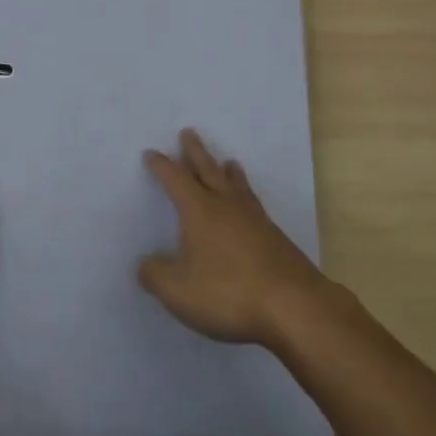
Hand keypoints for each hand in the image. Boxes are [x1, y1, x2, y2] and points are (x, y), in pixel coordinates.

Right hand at [138, 128, 334, 347]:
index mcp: (199, 210)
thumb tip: (143, 263)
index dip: (162, 166)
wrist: (291, 303)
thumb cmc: (228, 292)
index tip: (151, 153)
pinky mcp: (273, 235)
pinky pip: (253, 202)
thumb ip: (156, 276)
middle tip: (188, 132)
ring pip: (236, 184)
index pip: (175, 179)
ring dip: (227, 170)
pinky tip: (249, 205)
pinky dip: (246, 193)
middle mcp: (226, 204)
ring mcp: (253, 217)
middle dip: (195, 151)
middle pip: (208, 169)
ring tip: (228, 161)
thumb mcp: (179, 291)